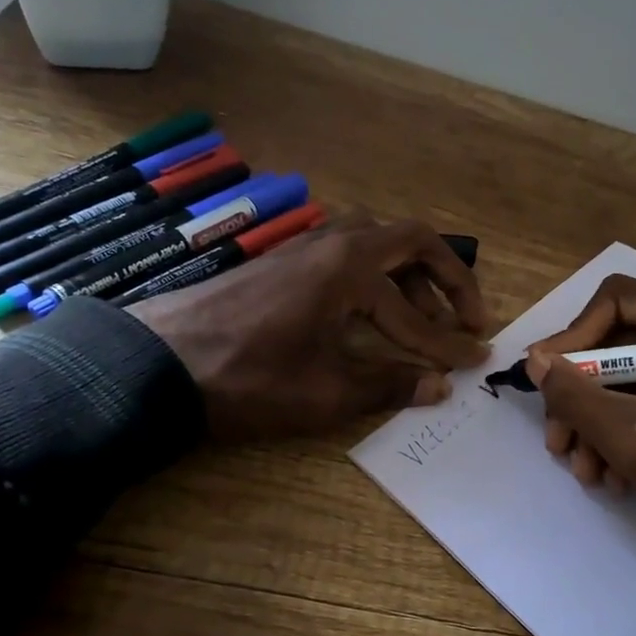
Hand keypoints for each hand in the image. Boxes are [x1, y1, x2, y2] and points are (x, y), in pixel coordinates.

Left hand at [131, 212, 489, 441]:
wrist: (158, 363)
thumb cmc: (247, 379)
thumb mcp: (325, 393)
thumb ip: (389, 385)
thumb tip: (439, 387)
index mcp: (348, 269)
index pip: (414, 311)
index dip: (448, 343)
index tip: (476, 361)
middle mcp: (333, 243)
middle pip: (410, 242)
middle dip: (448, 279)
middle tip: (469, 316)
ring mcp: (305, 246)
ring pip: (377, 241)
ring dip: (410, 275)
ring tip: (423, 317)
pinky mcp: (285, 260)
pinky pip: (347, 251)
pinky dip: (375, 274)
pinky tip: (372, 307)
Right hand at [528, 275, 635, 604]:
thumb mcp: (631, 438)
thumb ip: (576, 396)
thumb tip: (534, 360)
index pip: (616, 300)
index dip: (573, 337)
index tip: (544, 380)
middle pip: (614, 340)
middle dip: (580, 395)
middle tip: (556, 438)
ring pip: (622, 374)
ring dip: (594, 421)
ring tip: (582, 469)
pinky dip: (619, 430)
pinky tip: (610, 475)